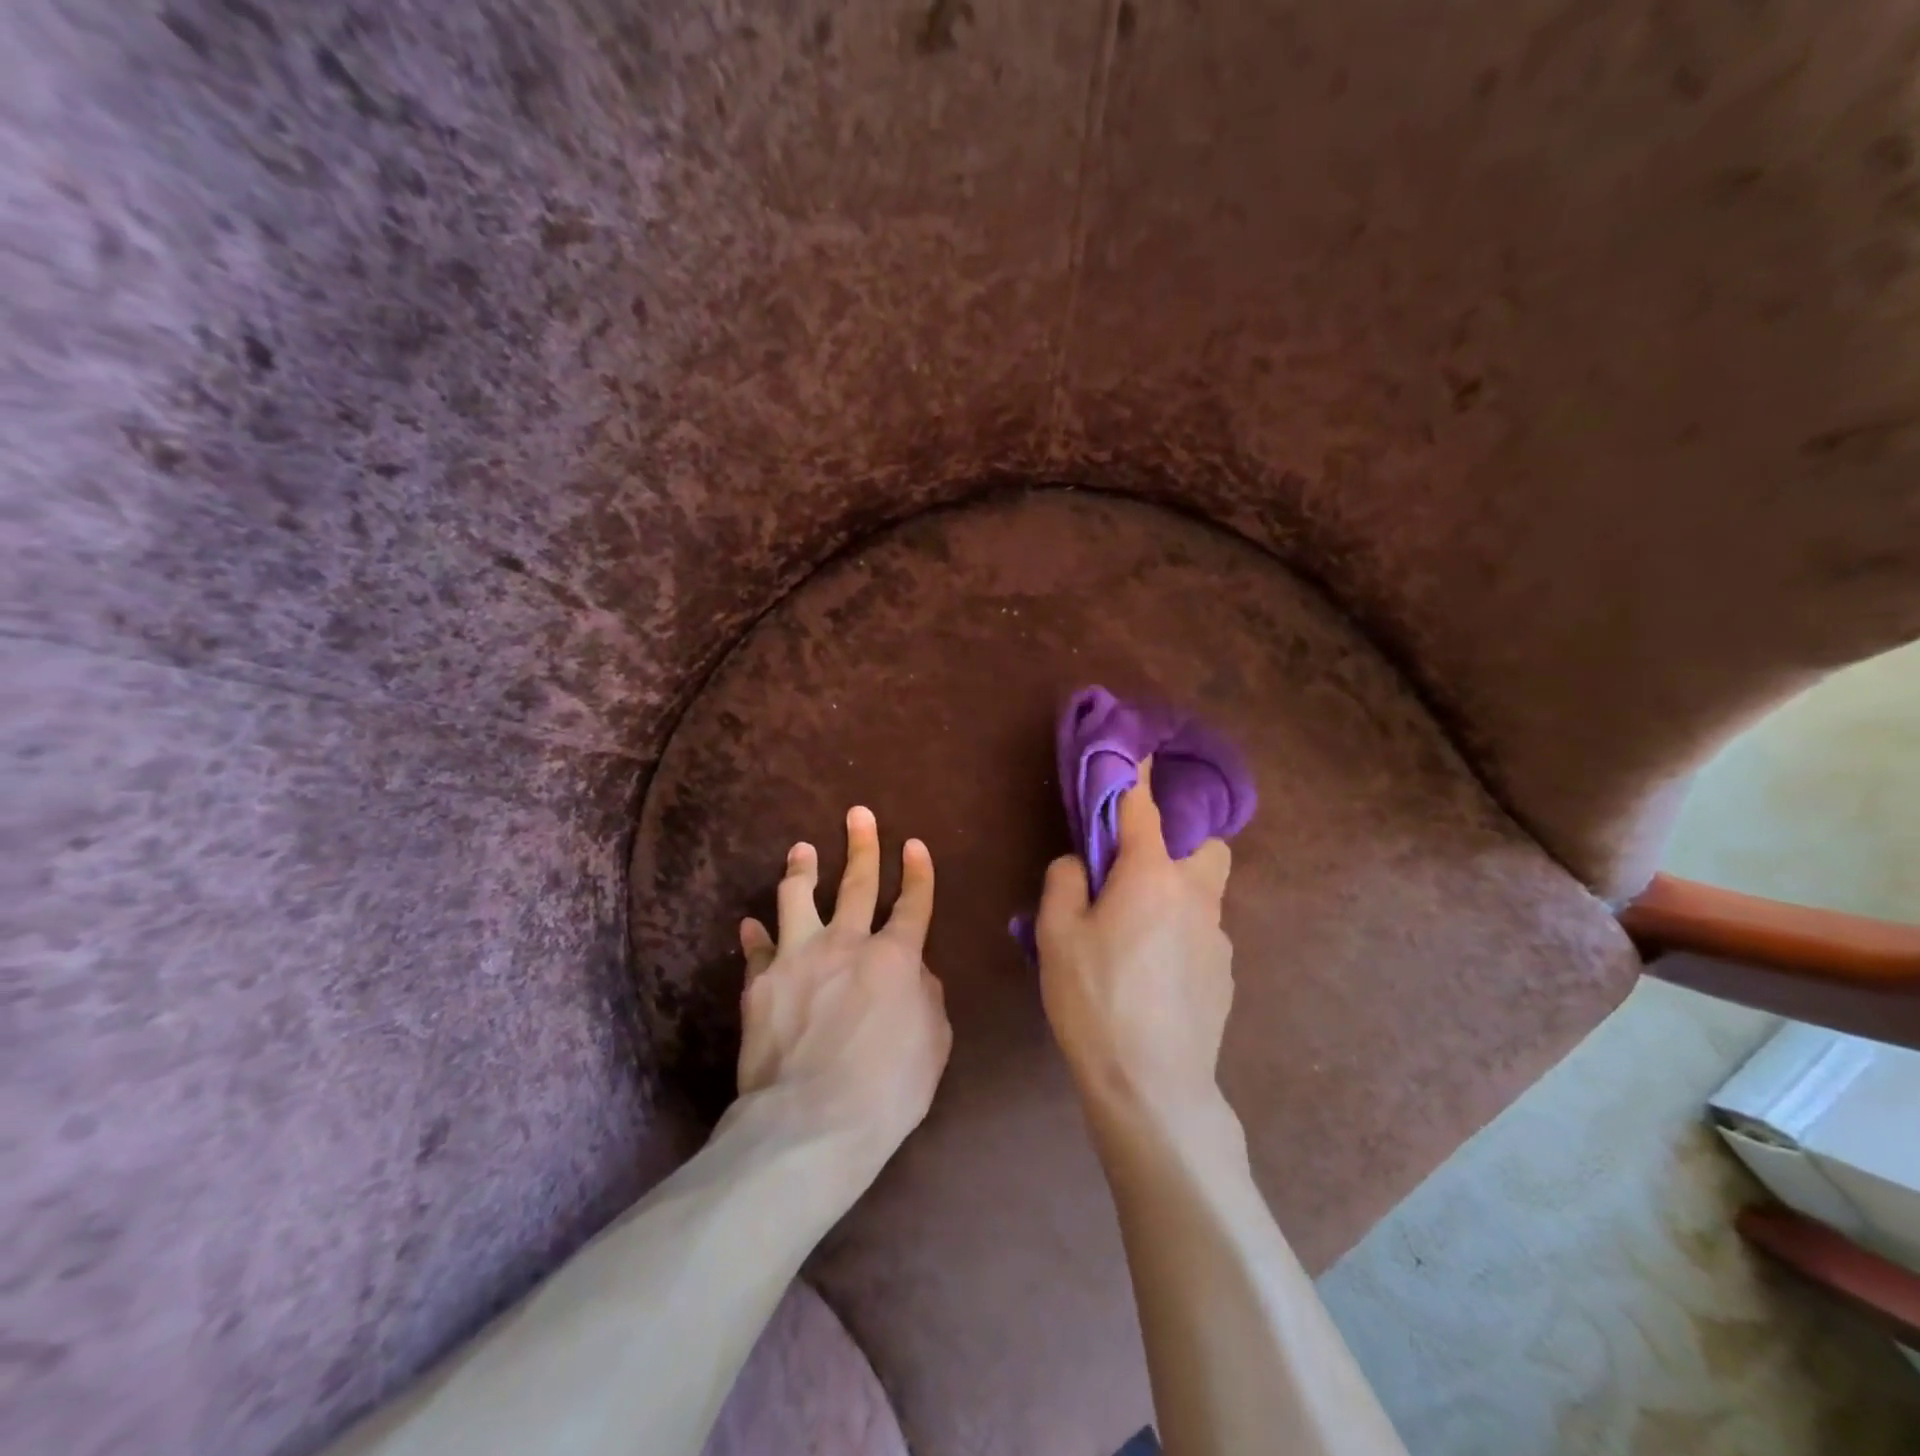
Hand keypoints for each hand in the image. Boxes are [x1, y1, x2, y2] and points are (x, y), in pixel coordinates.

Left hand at [732, 806, 952, 1183]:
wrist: (812, 1120)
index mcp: (896, 957)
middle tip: (858, 814)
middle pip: (857, 882)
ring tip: (802, 850)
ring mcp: (799, 957)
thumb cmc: (887, 1088)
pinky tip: (751, 925)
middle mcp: (847, 943)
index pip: (913, 903)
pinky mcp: (760, 982)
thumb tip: (914, 973)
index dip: (918, 873)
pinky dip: (756, 935)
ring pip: (799, 897)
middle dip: (862, 845)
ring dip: (802, 869)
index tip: (914, 845)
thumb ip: (926, 997)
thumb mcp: (933, 1043)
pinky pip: (757, 948)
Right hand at [1036, 761, 1233, 1119]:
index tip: (1139, 748)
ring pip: (1204, 894)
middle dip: (1180, 842)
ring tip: (1135, 937)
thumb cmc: (1095, 999)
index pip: (1145, 807)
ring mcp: (1218, 938)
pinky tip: (1153, 977)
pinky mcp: (1225, 975)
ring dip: (1176, 894)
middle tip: (1138, 870)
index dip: (1138, 774)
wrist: (1152, 1086)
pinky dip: (1180, 935)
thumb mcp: (1057, 935)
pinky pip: (1202, 935)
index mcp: (1152, 875)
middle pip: (1206, 847)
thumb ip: (1065, 882)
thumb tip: (1081, 863)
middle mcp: (1196, 896)